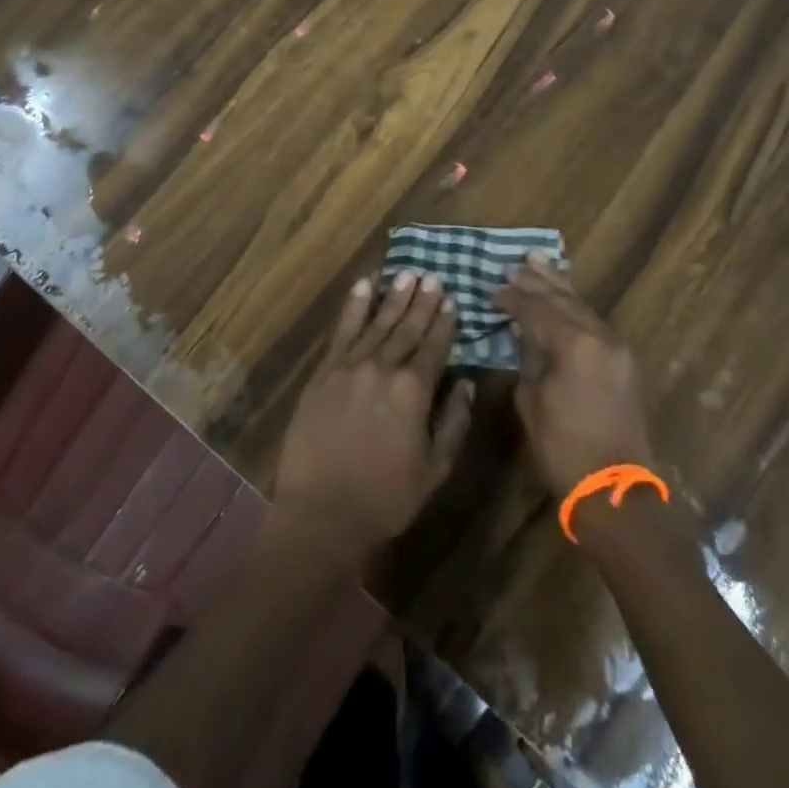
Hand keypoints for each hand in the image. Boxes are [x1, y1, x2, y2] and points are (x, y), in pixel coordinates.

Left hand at [272, 271, 474, 565]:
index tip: (452, 300)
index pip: (434, 346)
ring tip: (406, 273)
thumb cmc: (386, 498)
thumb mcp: (435, 470)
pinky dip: (354, 306)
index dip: (444, 323)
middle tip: (432, 276)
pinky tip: (363, 285)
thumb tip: (466, 384)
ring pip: (376, 322)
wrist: (322, 514)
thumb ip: (454, 423)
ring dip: (393, 296)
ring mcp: (350, 366)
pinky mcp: (324, 372)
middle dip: (422, 301)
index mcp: (414, 391)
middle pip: (407, 328)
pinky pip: (342, 330)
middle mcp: (383, 368)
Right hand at [495, 251, 655, 495]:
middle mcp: (599, 336)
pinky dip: (575, 305)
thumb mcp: (532, 401)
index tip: (492, 289)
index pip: (537, 308)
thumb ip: (528, 359)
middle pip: (563, 298)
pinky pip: (594, 321)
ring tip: (541, 260)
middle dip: (537, 280)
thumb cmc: (564, 449)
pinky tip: (565, 295)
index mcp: (575, 344)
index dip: (513, 297)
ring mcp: (616, 348)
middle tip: (514, 262)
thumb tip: (524, 335)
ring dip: (559, 284)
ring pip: (582, 305)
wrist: (616, 491)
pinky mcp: (623, 362)